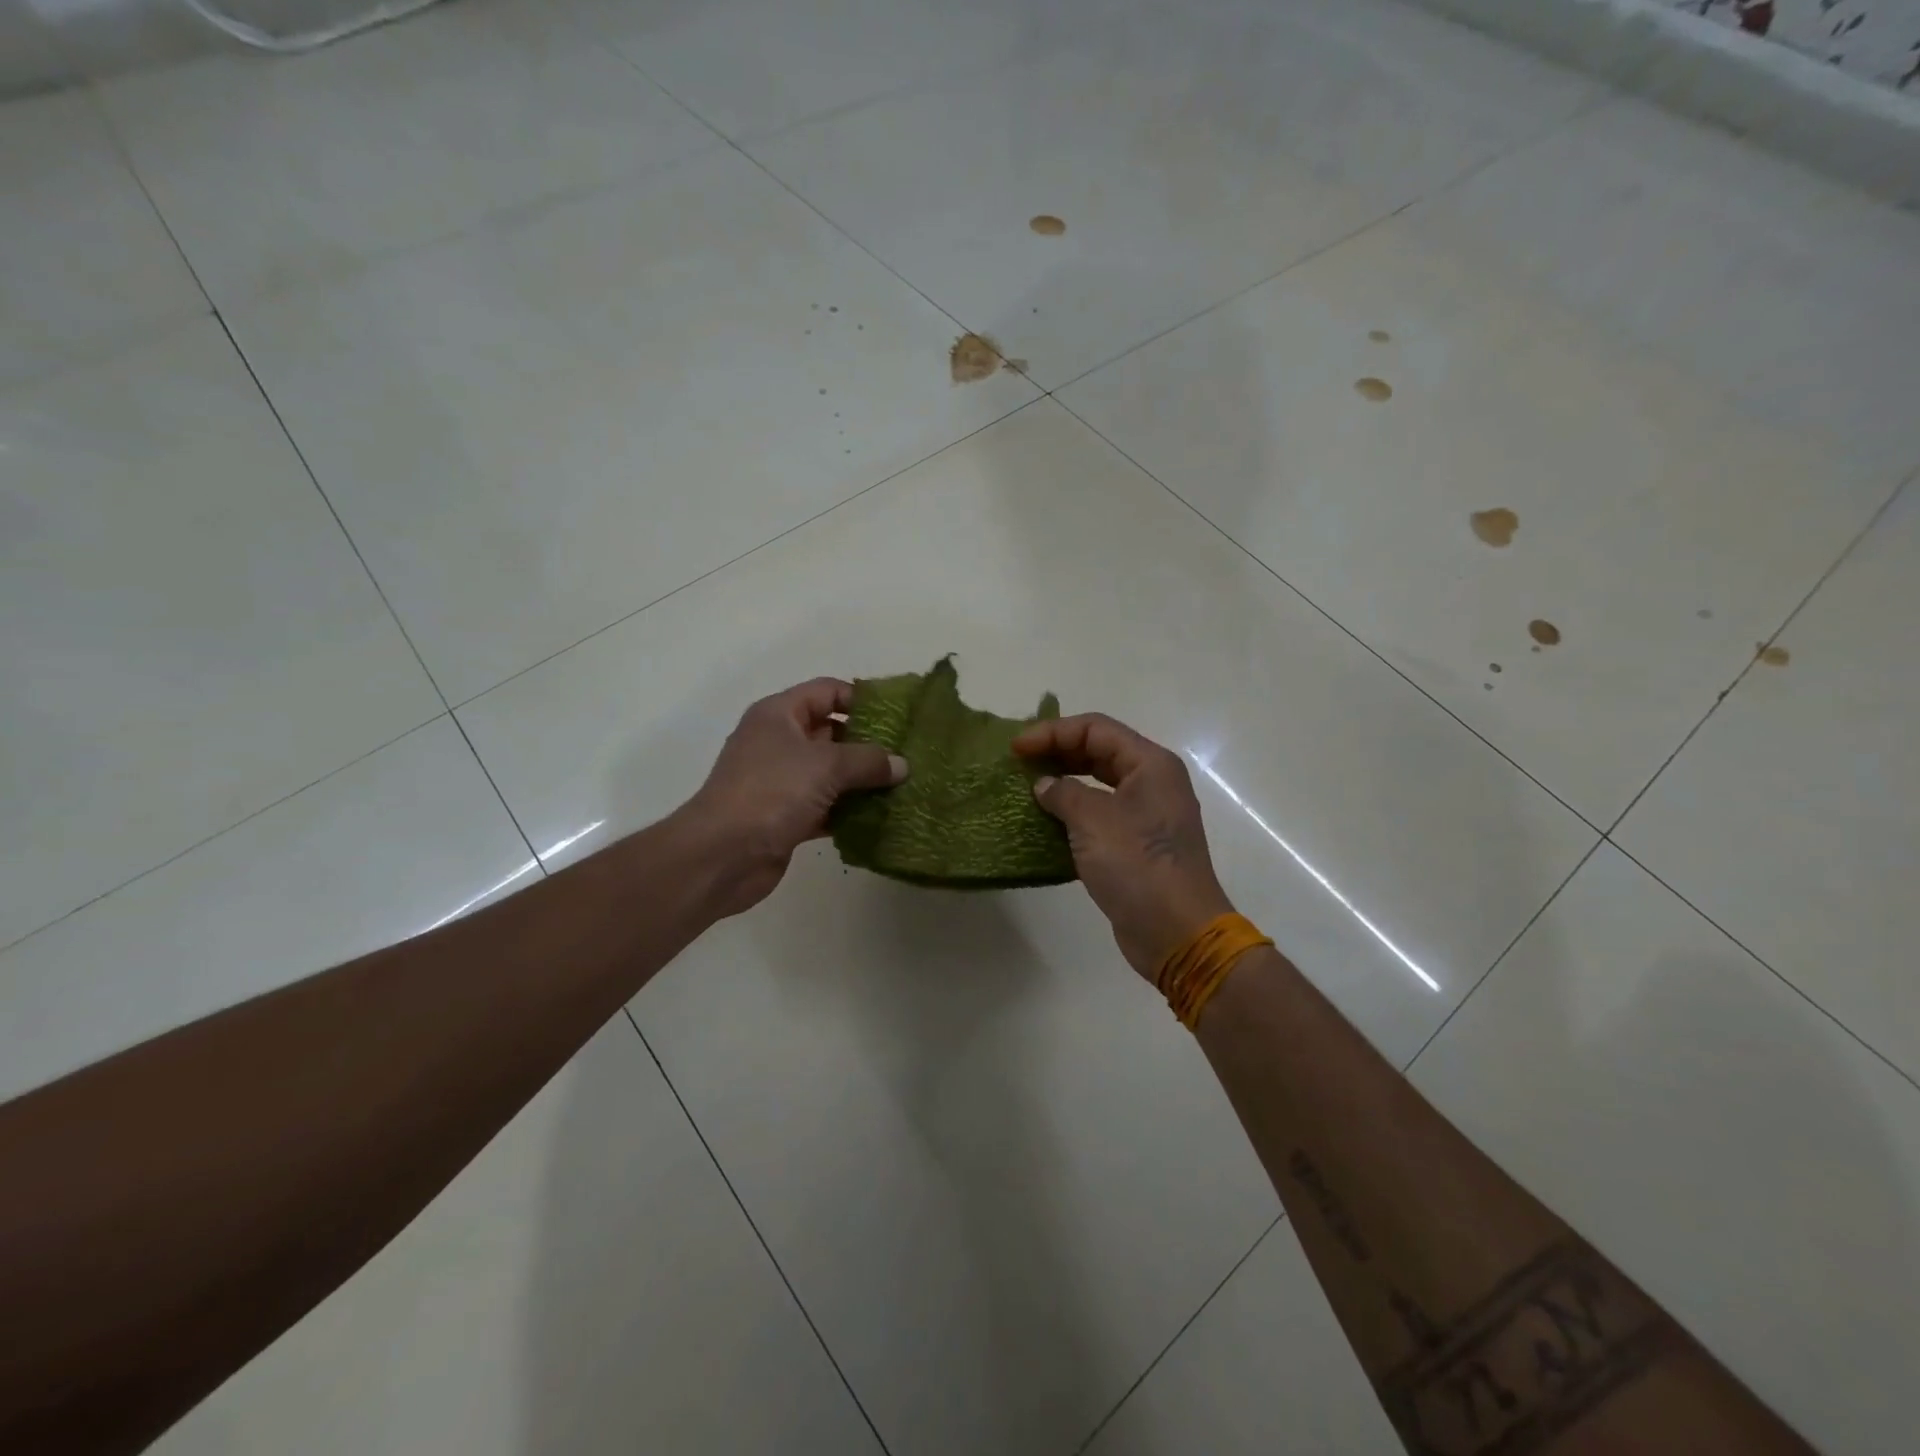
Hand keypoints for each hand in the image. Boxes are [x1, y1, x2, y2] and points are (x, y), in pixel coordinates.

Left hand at [681, 679, 907, 917]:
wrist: (722, 855)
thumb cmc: (771, 792)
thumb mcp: (826, 766)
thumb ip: (868, 761)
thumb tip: (902, 765)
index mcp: (779, 715)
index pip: (827, 691)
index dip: (861, 699)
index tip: (898, 717)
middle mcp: (779, 742)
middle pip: (832, 732)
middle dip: (869, 743)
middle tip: (908, 754)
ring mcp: (781, 782)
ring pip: (831, 773)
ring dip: (862, 781)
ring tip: (904, 786)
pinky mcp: (786, 816)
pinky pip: (826, 807)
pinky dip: (850, 811)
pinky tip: (882, 817)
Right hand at [1013, 714, 1234, 981]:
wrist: (1176, 932)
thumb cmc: (1137, 865)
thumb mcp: (1093, 820)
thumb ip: (1063, 793)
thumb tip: (1045, 785)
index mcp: (1150, 764)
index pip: (1096, 729)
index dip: (1053, 732)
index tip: (1016, 749)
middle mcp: (1152, 782)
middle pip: (1099, 751)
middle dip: (1057, 752)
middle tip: (1019, 763)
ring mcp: (1147, 815)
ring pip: (1098, 783)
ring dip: (1063, 783)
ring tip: (1027, 789)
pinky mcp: (1137, 845)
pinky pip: (1100, 815)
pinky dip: (1073, 813)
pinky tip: (1045, 822)